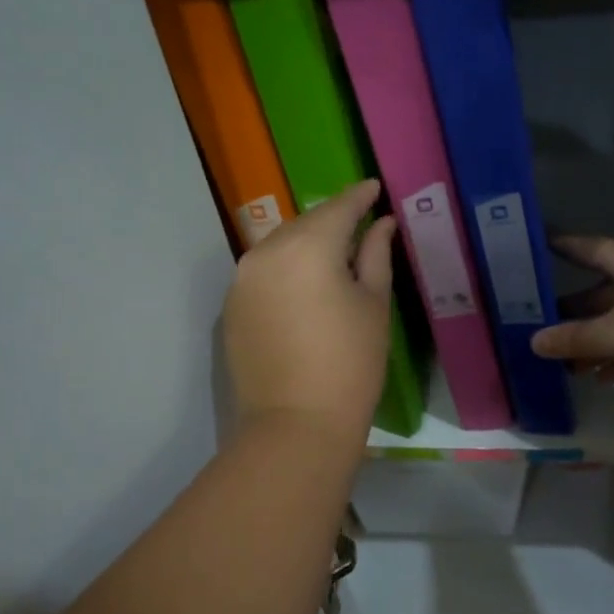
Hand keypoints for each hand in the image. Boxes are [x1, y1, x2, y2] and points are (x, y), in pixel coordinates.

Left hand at [224, 179, 395, 445]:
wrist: (295, 425)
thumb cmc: (350, 365)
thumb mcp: (374, 305)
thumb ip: (376, 255)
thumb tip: (381, 224)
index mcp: (307, 246)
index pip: (338, 208)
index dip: (359, 196)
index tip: (374, 188)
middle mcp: (266, 252)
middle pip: (304, 224)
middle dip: (331, 221)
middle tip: (358, 226)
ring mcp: (242, 280)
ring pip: (280, 247)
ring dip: (306, 245)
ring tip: (333, 258)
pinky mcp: (231, 307)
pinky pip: (263, 273)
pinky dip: (285, 271)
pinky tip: (304, 289)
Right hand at [530, 237, 613, 382]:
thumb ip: (574, 338)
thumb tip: (533, 342)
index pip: (586, 247)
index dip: (560, 247)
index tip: (533, 248)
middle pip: (599, 290)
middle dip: (571, 311)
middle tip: (539, 325)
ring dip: (595, 339)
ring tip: (566, 363)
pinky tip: (603, 377)